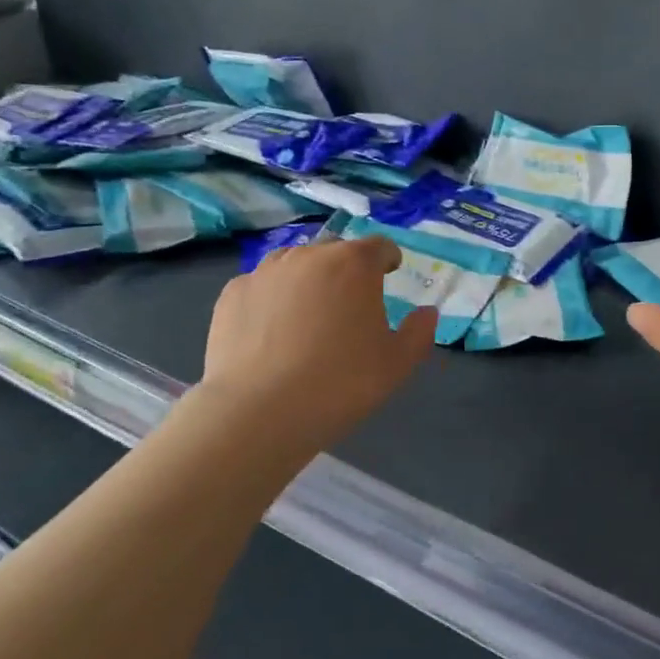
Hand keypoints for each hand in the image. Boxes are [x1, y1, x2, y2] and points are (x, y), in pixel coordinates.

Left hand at [192, 236, 436, 454]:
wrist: (258, 412)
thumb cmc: (340, 383)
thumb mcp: (397, 364)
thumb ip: (419, 333)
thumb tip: (427, 313)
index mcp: (354, 265)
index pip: (378, 246)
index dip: (387, 259)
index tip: (389, 274)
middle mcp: (309, 256)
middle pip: (335, 251)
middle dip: (346, 270)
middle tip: (349, 305)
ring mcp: (265, 272)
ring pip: (294, 264)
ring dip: (307, 280)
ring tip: (308, 315)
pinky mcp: (232, 294)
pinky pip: (261, 287)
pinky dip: (272, 300)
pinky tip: (271, 332)